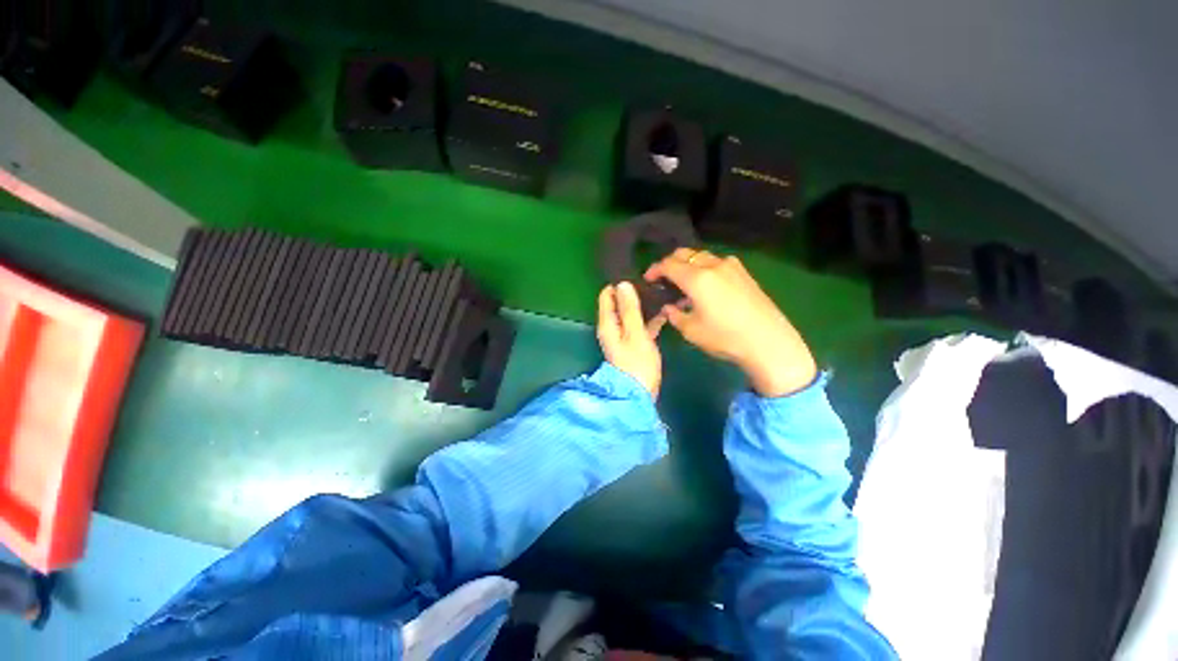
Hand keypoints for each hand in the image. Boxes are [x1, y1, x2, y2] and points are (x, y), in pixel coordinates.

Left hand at [597, 282, 666, 397]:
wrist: (639, 395)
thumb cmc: (637, 363)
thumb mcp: (635, 333)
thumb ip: (629, 309)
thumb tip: (622, 284)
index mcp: (607, 323)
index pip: (607, 295)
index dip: (618, 284)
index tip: (635, 273)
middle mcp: (612, 327)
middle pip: (620, 303)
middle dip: (633, 292)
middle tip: (653, 281)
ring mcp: (623, 336)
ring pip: (632, 314)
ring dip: (643, 305)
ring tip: (661, 292)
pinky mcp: (634, 344)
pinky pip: (641, 326)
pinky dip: (650, 319)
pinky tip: (665, 312)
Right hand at [645, 249, 816, 396]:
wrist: (769, 342)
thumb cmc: (725, 338)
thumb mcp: (691, 331)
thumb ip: (675, 315)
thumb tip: (669, 308)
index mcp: (697, 278)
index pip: (668, 264)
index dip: (655, 269)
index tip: (648, 279)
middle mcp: (713, 266)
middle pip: (685, 254)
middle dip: (670, 262)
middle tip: (663, 278)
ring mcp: (731, 267)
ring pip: (702, 256)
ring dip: (688, 264)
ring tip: (684, 283)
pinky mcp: (744, 273)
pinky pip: (717, 262)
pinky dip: (704, 268)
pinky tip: (706, 286)